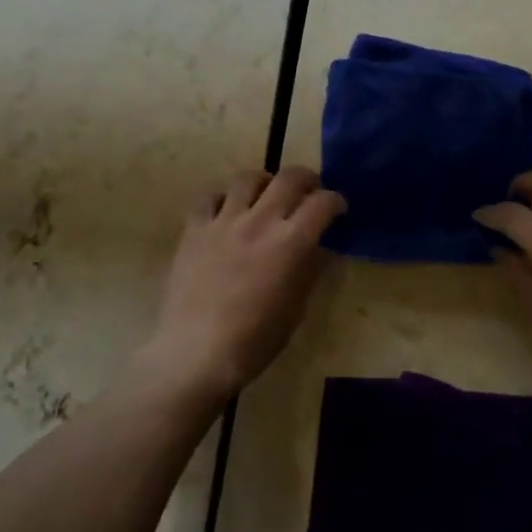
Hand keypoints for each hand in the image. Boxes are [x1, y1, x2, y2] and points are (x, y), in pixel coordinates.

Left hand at [143, 166, 345, 405]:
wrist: (195, 353)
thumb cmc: (254, 341)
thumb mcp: (296, 309)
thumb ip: (308, 270)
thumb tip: (317, 248)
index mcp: (291, 242)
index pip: (322, 203)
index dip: (335, 201)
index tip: (337, 209)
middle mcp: (260, 221)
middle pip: (289, 178)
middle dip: (306, 179)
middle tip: (308, 191)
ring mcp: (224, 221)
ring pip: (248, 178)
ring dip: (264, 182)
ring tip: (266, 194)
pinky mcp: (194, 228)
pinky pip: (209, 197)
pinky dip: (222, 199)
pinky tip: (226, 212)